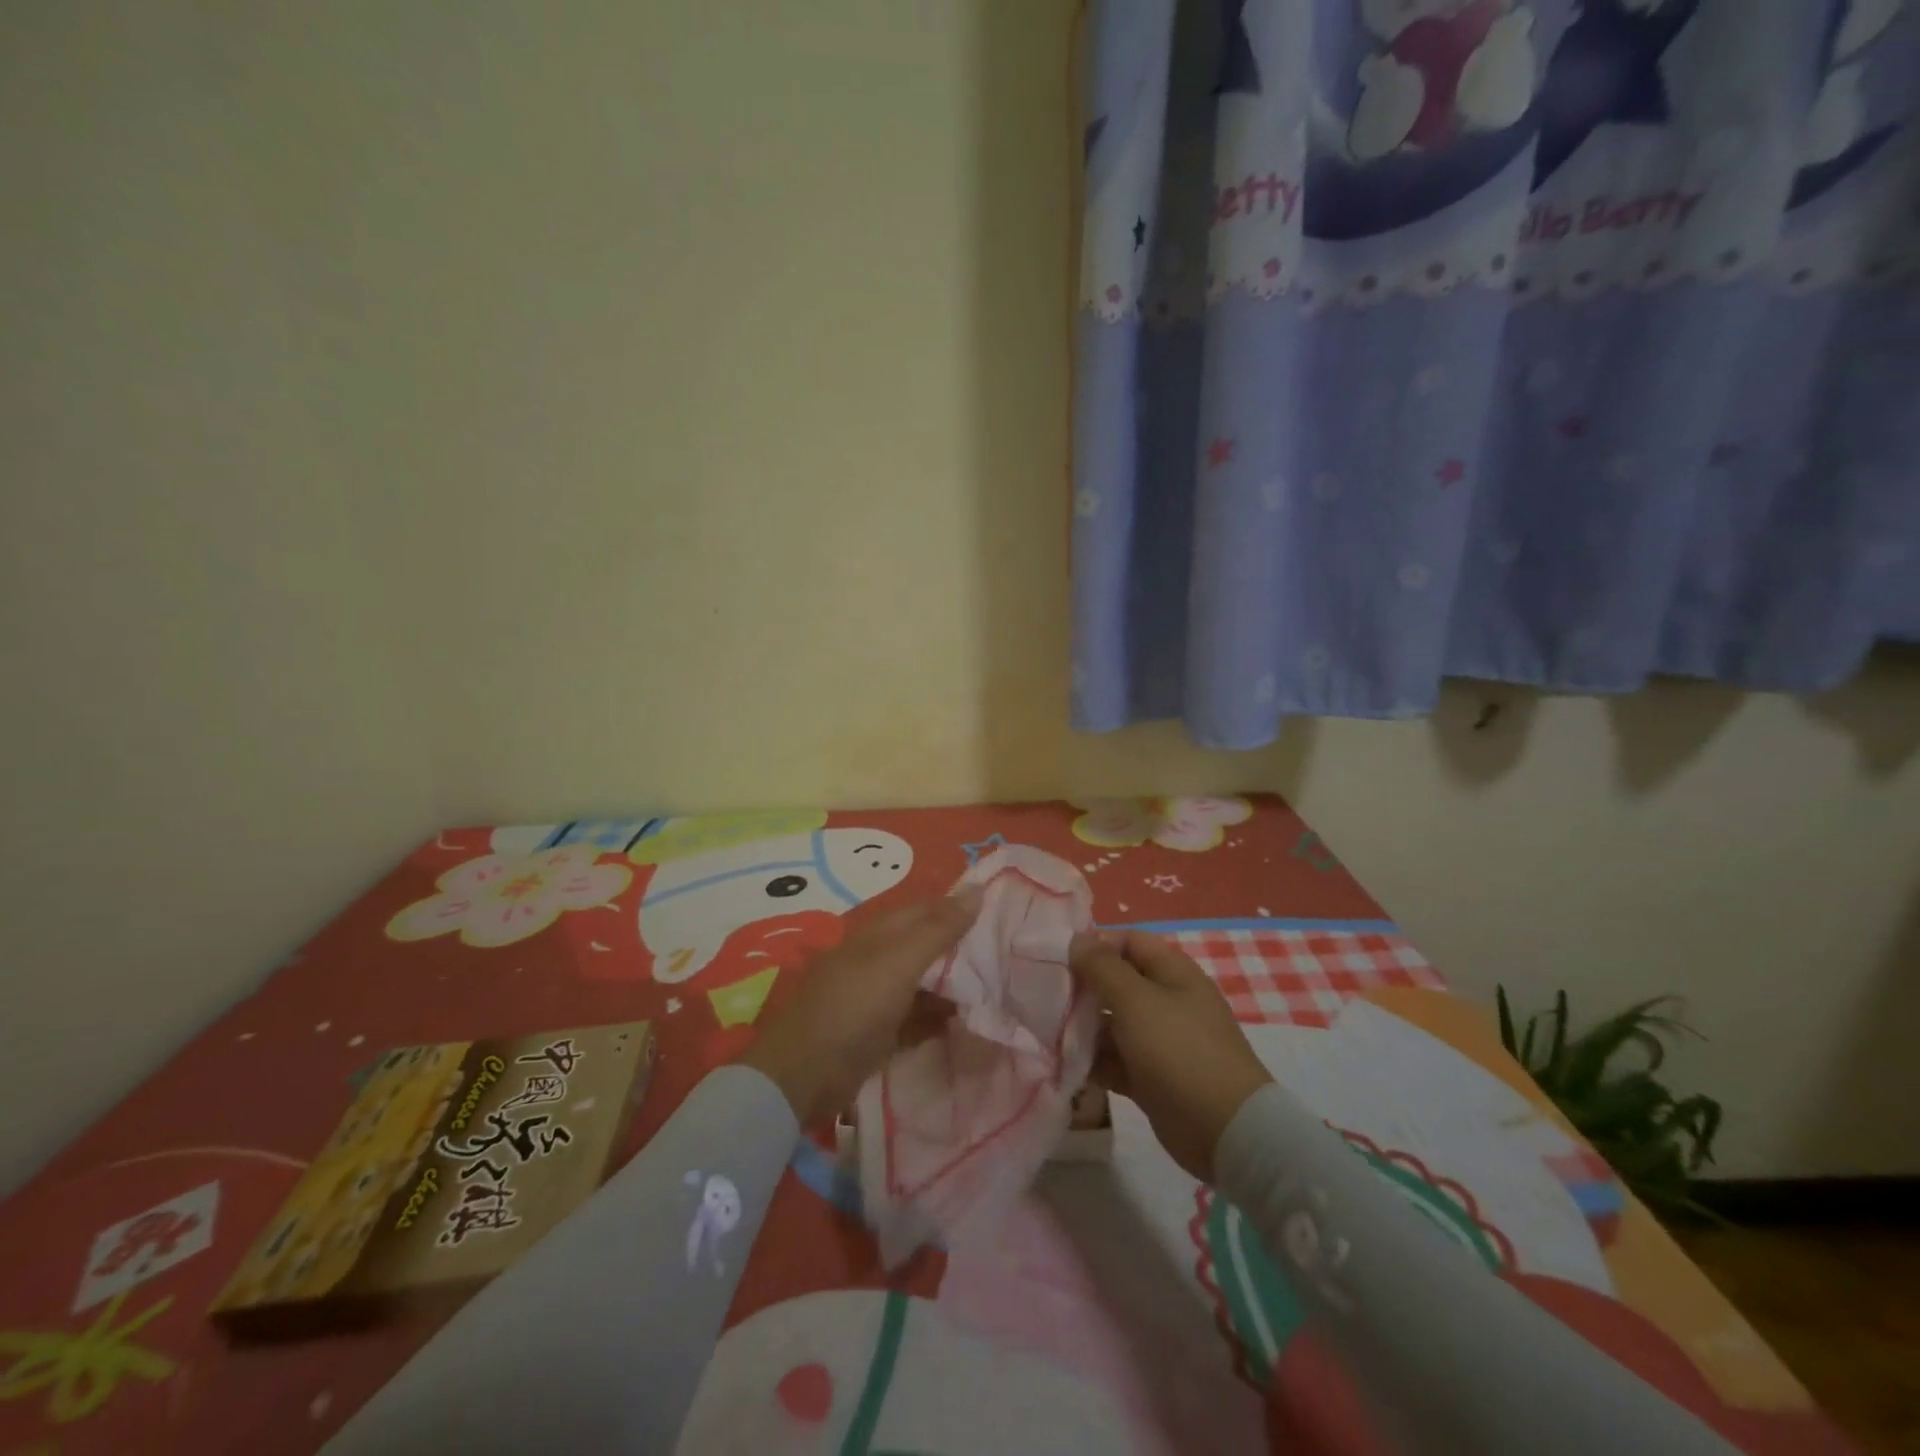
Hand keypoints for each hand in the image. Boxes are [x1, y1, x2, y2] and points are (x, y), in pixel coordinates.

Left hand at [740, 889, 981, 1126]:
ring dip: (954, 987)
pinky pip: (917, 1018)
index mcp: (880, 934)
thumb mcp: (900, 962)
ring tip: (996, 991)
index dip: (961, 908)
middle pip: (928, 947)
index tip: (1002, 914)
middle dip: (962, 950)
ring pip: (925, 984)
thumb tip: (977, 889)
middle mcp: (880, 959)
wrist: (804, 1074)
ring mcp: (878, 997)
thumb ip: (940, 929)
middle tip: (1008, 957)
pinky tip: (967, 1023)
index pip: (928, 909)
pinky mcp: (879, 1032)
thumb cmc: (854, 1006)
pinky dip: (938, 1018)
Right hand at [1067, 929, 1273, 1182]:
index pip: (1128, 942)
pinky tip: (1064, 1065)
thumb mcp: (1136, 1000)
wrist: (1224, 1130)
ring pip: (1112, 1024)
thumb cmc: (1178, 1050)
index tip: (1058, 959)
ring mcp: (1160, 1041)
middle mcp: (1166, 1000)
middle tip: (1044, 997)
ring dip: (1082, 1028)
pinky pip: (1115, 1060)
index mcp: (1172, 972)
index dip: (1095, 945)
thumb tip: (1076, 940)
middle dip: (1082, 989)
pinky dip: (1093, 1061)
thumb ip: (1102, 967)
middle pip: (1117, 983)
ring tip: (1046, 1033)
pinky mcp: (1151, 1077)